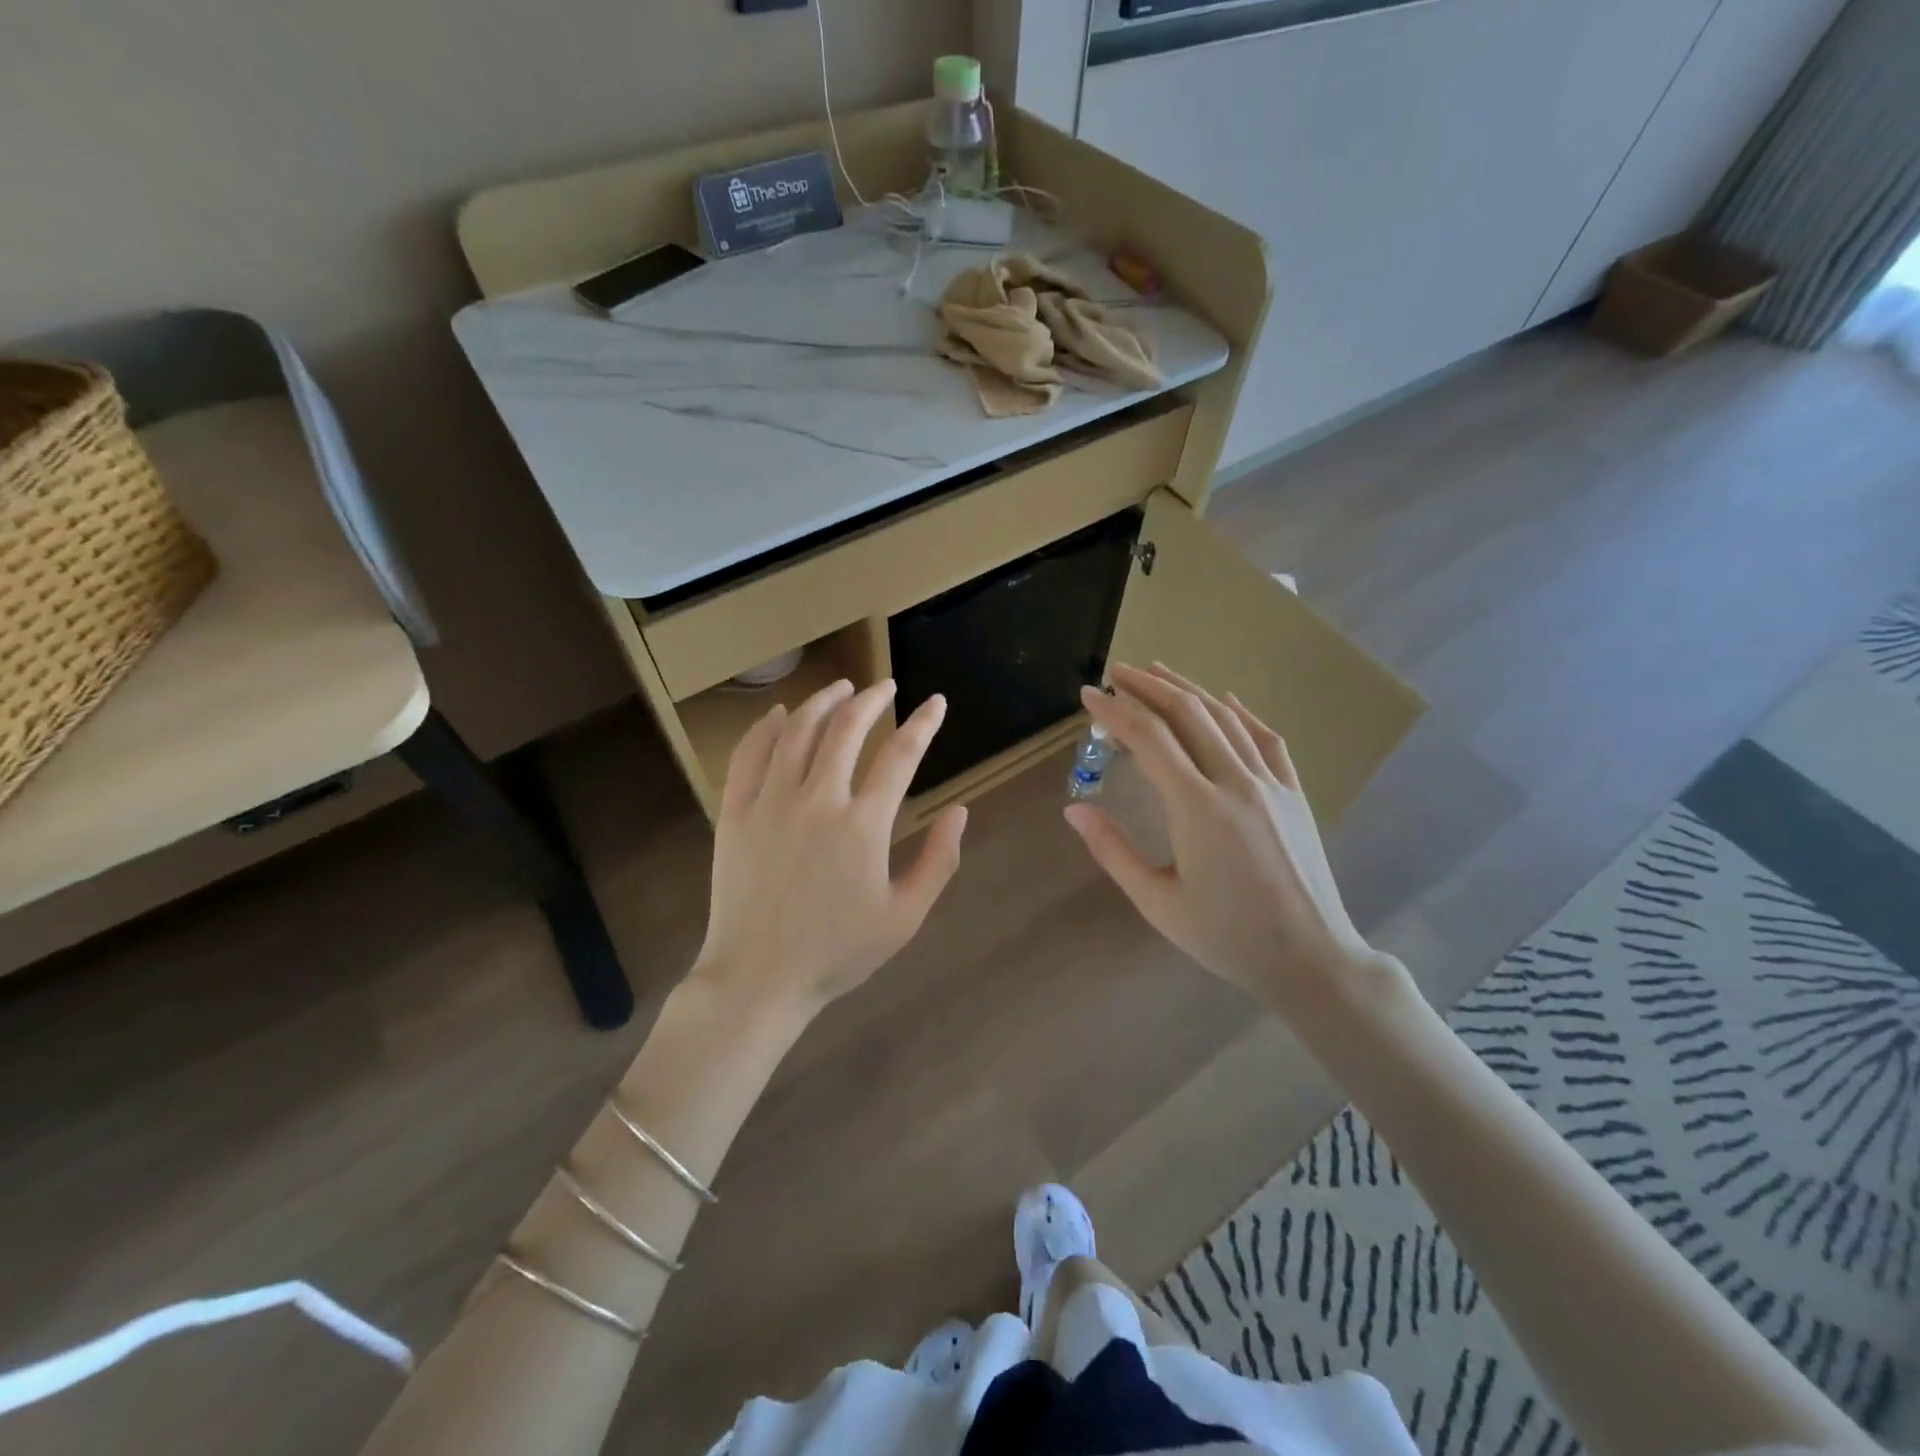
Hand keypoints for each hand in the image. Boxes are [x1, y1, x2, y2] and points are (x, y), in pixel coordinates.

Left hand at [692, 678, 966, 1020]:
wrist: (759, 978)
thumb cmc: (837, 953)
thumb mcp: (905, 917)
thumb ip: (938, 861)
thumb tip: (959, 810)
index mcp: (863, 825)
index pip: (901, 755)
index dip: (923, 723)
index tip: (936, 703)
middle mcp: (817, 800)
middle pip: (847, 729)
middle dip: (872, 699)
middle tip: (885, 687)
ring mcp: (770, 803)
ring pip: (798, 732)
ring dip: (824, 702)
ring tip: (842, 687)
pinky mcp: (735, 813)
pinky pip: (749, 755)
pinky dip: (767, 728)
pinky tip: (781, 714)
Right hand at [1064, 663, 1383, 1015]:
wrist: (1311, 958)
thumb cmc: (1227, 936)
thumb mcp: (1158, 901)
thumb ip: (1112, 850)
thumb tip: (1073, 810)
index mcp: (1197, 807)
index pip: (1149, 739)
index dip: (1115, 712)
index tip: (1088, 695)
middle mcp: (1235, 782)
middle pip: (1187, 714)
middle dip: (1148, 687)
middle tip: (1117, 673)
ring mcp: (1272, 784)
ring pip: (1225, 718)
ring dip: (1187, 690)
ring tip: (1157, 673)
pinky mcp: (1295, 793)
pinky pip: (1266, 739)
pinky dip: (1241, 713)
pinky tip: (1225, 700)